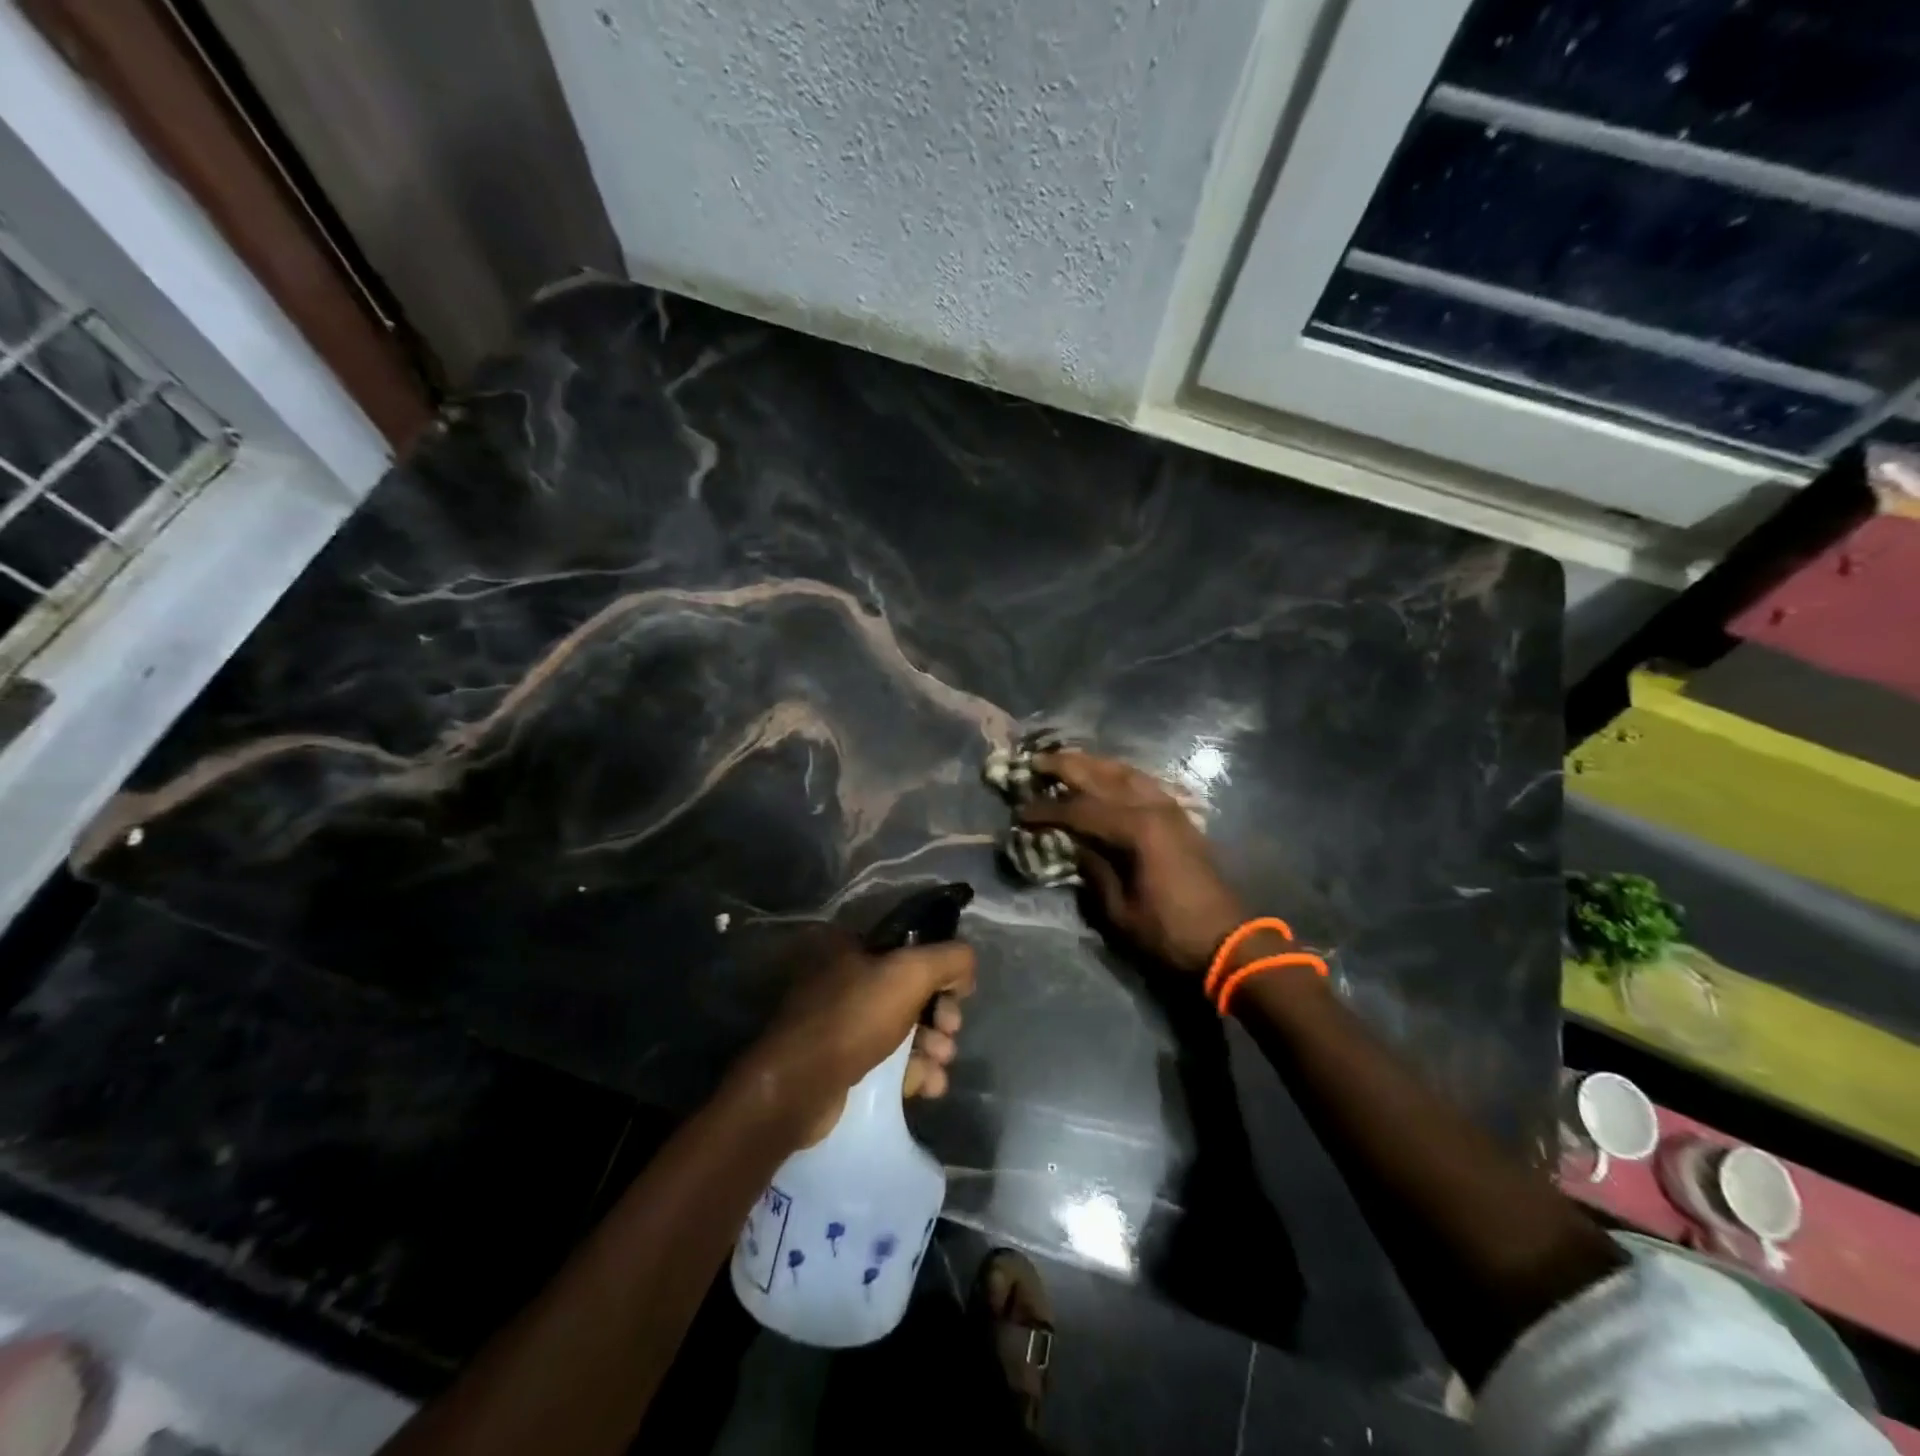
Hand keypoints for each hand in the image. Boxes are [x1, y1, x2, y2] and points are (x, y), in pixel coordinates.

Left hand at [740, 927, 975, 1143]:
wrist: (798, 1088)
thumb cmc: (853, 1018)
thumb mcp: (910, 973)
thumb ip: (950, 958)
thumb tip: (966, 968)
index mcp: (849, 945)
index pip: (910, 947)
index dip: (940, 969)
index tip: (958, 993)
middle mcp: (843, 977)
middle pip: (910, 990)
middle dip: (939, 1014)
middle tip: (950, 1031)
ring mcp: (840, 1022)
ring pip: (902, 1028)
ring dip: (932, 1045)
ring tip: (940, 1063)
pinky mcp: (841, 1062)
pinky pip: (888, 1061)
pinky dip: (913, 1070)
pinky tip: (930, 1085)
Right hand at [1018, 750, 1247, 975]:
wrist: (1227, 942)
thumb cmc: (1169, 932)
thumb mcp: (1119, 910)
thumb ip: (1093, 869)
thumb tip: (1072, 844)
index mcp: (1137, 829)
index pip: (1080, 809)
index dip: (1046, 810)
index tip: (1020, 812)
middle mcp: (1153, 807)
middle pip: (1102, 776)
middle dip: (1066, 766)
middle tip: (1035, 761)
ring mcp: (1170, 808)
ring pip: (1125, 772)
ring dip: (1093, 763)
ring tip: (1065, 760)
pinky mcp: (1179, 816)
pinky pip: (1143, 782)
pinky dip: (1118, 774)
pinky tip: (1105, 776)